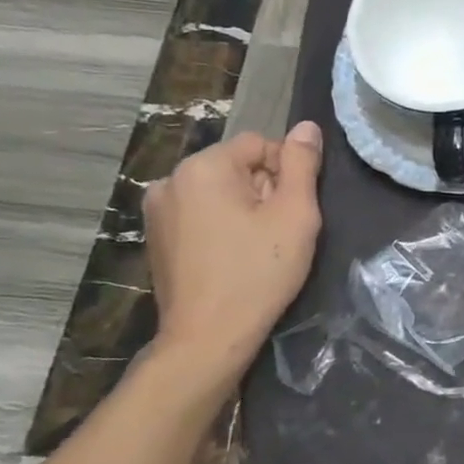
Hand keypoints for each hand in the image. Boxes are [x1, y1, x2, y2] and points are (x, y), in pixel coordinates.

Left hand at [143, 122, 323, 372]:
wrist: (209, 336)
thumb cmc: (259, 272)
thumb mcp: (295, 214)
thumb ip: (302, 164)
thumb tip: (307, 127)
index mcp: (203, 167)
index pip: (260, 144)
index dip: (287, 173)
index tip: (293, 211)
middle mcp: (171, 179)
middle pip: (237, 166)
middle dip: (264, 190)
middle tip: (279, 232)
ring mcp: (157, 210)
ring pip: (219, 191)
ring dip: (244, 209)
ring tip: (257, 247)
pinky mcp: (156, 237)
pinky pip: (200, 214)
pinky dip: (222, 226)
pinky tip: (233, 258)